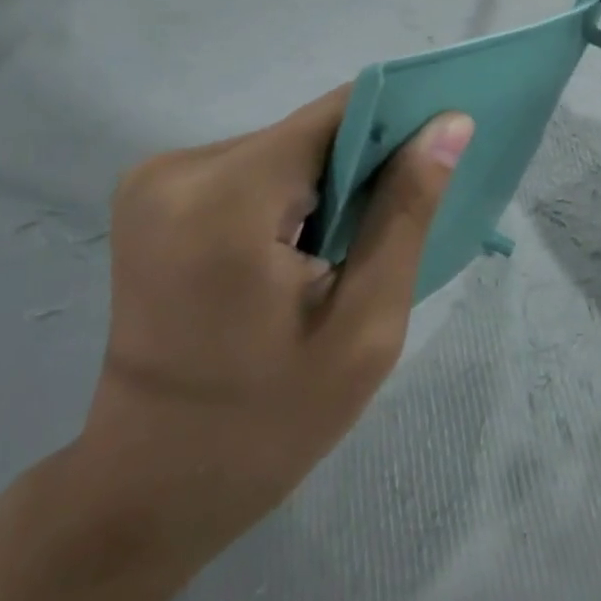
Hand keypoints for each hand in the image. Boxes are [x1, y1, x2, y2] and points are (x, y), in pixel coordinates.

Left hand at [79, 89, 473, 560]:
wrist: (149, 484)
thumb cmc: (268, 422)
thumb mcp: (364, 326)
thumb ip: (406, 213)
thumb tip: (451, 124)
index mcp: (226, 200)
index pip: (336, 116)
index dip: (397, 126)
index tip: (436, 163)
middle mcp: (178, 168)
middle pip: (308, 132)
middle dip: (359, 170)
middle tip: (385, 236)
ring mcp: (156, 178)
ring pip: (284, 147)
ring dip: (324, 186)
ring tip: (341, 254)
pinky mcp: (153, 192)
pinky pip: (251, 168)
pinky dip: (288, 196)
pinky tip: (297, 253)